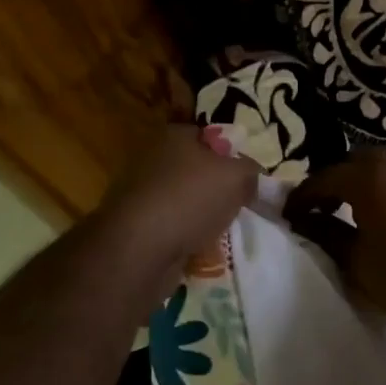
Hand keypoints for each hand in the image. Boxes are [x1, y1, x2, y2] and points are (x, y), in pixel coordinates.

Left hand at [94, 125, 259, 299]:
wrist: (140, 247)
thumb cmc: (191, 199)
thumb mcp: (237, 177)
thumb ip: (250, 171)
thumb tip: (251, 175)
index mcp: (174, 136)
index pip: (208, 136)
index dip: (229, 154)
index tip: (245, 177)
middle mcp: (153, 158)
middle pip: (195, 170)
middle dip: (215, 188)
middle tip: (237, 206)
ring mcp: (140, 192)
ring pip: (183, 200)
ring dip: (200, 215)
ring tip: (219, 231)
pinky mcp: (134, 224)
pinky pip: (170, 226)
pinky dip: (184, 236)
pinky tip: (197, 248)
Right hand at [284, 149, 385, 325]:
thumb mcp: (355, 260)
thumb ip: (325, 234)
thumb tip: (303, 221)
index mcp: (368, 178)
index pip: (323, 179)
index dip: (302, 198)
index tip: (288, 217)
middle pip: (353, 163)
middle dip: (332, 182)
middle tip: (320, 210)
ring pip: (380, 169)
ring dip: (359, 185)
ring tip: (349, 214)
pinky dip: (383, 191)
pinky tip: (382, 219)